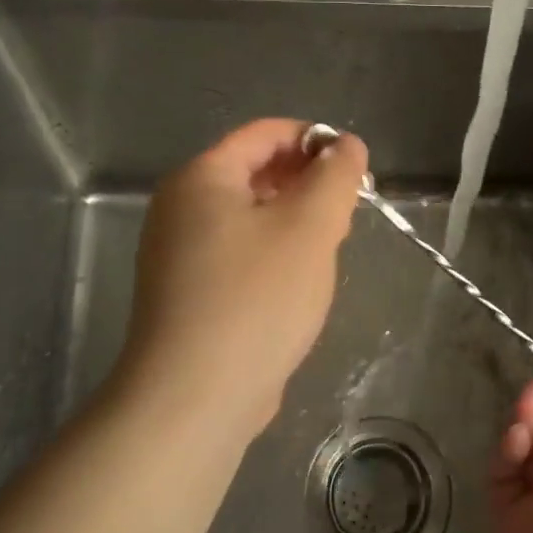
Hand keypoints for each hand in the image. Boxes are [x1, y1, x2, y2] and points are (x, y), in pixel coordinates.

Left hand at [120, 118, 367, 436]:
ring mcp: (177, 253)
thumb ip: (335, 176)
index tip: (356, 170)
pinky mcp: (185, 293)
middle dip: (307, 185)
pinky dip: (271, 255)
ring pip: (249, 217)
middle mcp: (180, 207)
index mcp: (202, 177)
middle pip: (255, 172)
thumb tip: (346, 145)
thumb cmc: (256, 298)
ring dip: (293, 222)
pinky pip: (237, 253)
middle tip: (346, 215)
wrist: (194, 398)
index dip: (316, 140)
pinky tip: (295, 286)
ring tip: (327, 251)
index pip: (266, 133)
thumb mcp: (311, 227)